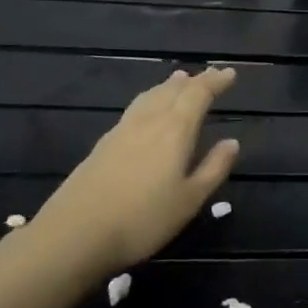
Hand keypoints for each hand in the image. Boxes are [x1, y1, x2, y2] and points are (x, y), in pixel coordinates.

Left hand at [21, 67, 240, 276]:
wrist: (75, 234)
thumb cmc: (144, 219)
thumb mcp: (190, 199)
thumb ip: (213, 168)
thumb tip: (232, 142)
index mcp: (175, 130)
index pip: (198, 94)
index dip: (215, 81)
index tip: (230, 73)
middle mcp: (149, 122)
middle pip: (173, 91)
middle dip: (194, 81)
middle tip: (210, 75)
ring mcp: (122, 131)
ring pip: (149, 97)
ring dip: (168, 86)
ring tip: (179, 80)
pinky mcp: (102, 145)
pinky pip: (134, 110)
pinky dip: (149, 100)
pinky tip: (146, 112)